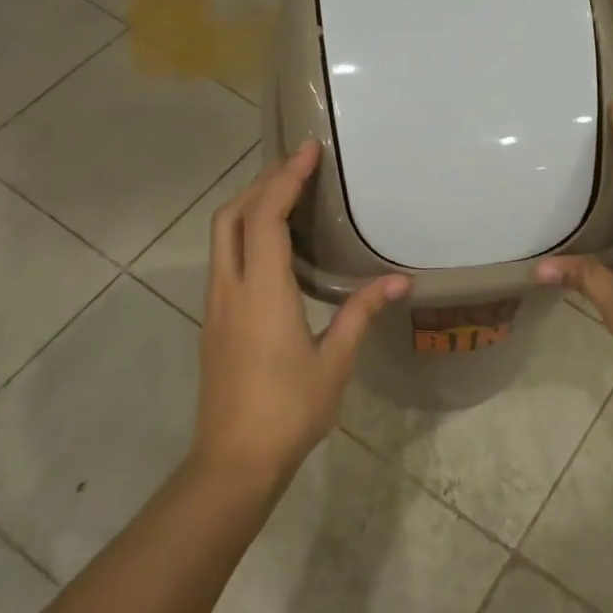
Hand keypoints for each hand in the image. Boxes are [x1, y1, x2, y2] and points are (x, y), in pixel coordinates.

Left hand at [193, 141, 409, 488]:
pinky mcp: (214, 323)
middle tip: (296, 169)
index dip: (284, 179)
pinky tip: (274, 251)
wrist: (234, 460)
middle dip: (260, 184)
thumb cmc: (290, 410)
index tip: (307, 152)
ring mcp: (216, 307)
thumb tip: (398, 281)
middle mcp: (231, 290)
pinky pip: (225, 262)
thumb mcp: (334, 362)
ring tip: (286, 198)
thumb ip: (360, 314)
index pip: (266, 218)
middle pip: (230, 217)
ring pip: (222, 239)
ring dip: (248, 208)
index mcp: (263, 294)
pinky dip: (245, 237)